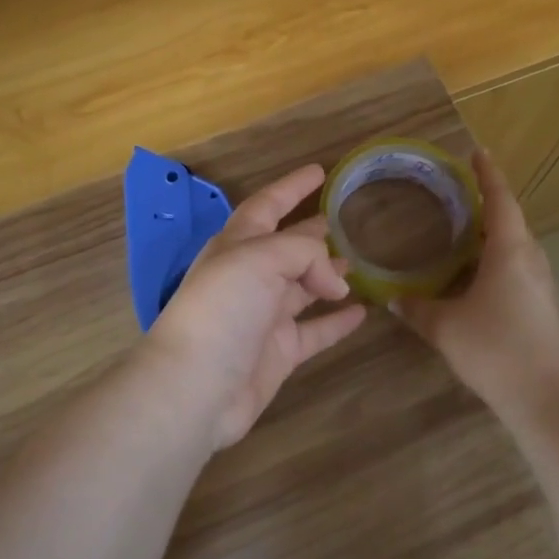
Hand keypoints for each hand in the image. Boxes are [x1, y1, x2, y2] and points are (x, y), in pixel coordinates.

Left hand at [141, 164, 367, 448]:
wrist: (195, 387)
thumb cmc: (222, 310)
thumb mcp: (259, 259)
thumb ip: (304, 253)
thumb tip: (335, 282)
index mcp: (237, 245)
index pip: (267, 205)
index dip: (292, 187)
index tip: (320, 171)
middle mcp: (250, 277)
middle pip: (287, 247)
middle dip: (312, 233)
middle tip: (344, 221)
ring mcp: (264, 316)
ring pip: (303, 287)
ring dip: (328, 275)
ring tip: (358, 264)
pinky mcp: (279, 352)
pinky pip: (315, 330)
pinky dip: (337, 321)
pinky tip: (363, 312)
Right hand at [394, 148, 558, 420]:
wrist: (547, 396)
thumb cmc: (496, 348)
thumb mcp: (445, 327)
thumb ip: (417, 308)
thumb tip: (393, 298)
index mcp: (510, 250)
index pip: (500, 199)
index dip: (487, 175)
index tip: (477, 153)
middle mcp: (530, 258)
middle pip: (510, 220)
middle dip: (487, 203)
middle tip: (457, 194)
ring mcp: (540, 283)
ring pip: (515, 246)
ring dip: (492, 234)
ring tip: (463, 230)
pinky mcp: (541, 305)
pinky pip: (517, 268)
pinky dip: (496, 259)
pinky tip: (475, 275)